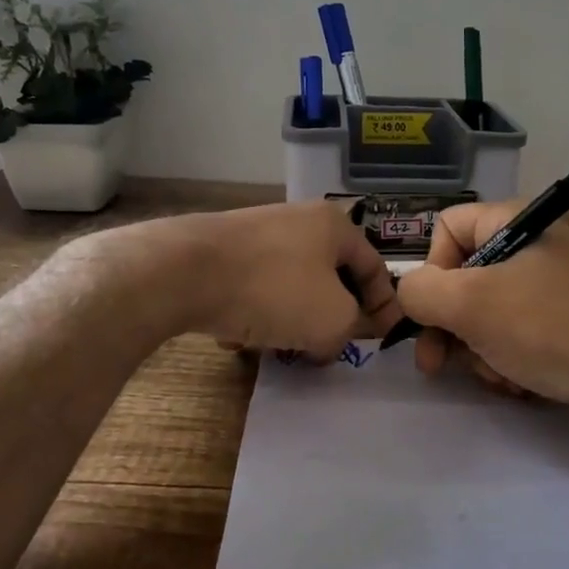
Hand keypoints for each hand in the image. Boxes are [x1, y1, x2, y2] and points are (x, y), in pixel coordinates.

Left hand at [173, 202, 403, 357]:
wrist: (184, 271)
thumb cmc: (274, 290)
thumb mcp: (332, 319)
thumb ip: (351, 329)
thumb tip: (333, 338)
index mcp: (335, 226)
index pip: (374, 268)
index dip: (384, 307)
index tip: (380, 340)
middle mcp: (299, 220)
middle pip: (330, 277)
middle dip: (332, 317)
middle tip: (329, 348)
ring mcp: (258, 233)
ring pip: (291, 285)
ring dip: (292, 320)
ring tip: (280, 347)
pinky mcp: (223, 250)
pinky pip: (254, 287)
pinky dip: (255, 313)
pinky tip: (239, 337)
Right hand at [395, 200, 568, 409]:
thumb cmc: (545, 326)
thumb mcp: (469, 304)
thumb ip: (420, 292)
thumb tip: (410, 294)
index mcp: (514, 221)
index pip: (447, 228)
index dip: (430, 271)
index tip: (432, 314)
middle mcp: (536, 244)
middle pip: (467, 277)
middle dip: (452, 326)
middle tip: (440, 366)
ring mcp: (559, 281)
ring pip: (493, 311)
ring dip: (482, 349)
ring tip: (500, 377)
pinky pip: (525, 330)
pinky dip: (514, 357)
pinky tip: (524, 382)